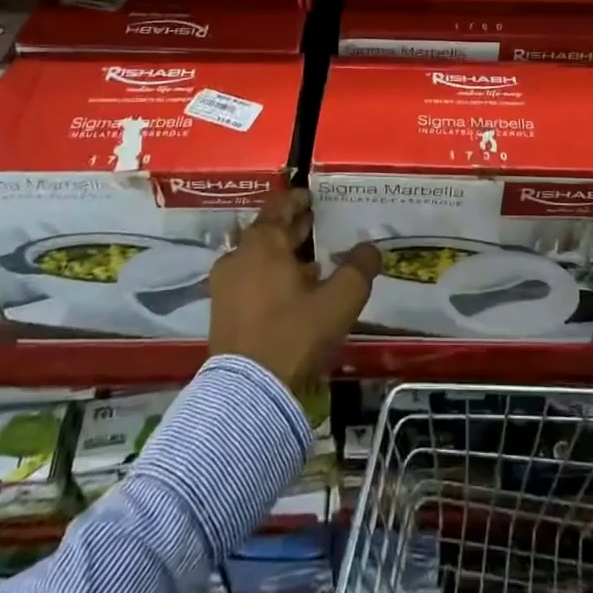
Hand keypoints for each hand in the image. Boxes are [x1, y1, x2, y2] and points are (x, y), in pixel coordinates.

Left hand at [208, 190, 380, 395]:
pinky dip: (269, 277)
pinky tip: (293, 294)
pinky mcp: (221, 313)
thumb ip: (358, 269)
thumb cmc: (294, 334)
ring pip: (257, 258)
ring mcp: (225, 286)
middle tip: (317, 224)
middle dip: (293, 228)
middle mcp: (238, 257)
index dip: (298, 199)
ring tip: (312, 263)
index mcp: (262, 243)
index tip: (313, 197)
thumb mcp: (339, 301)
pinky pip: (249, 281)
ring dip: (283, 256)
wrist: (248, 395)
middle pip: (267, 232)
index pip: (279, 206)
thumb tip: (371, 249)